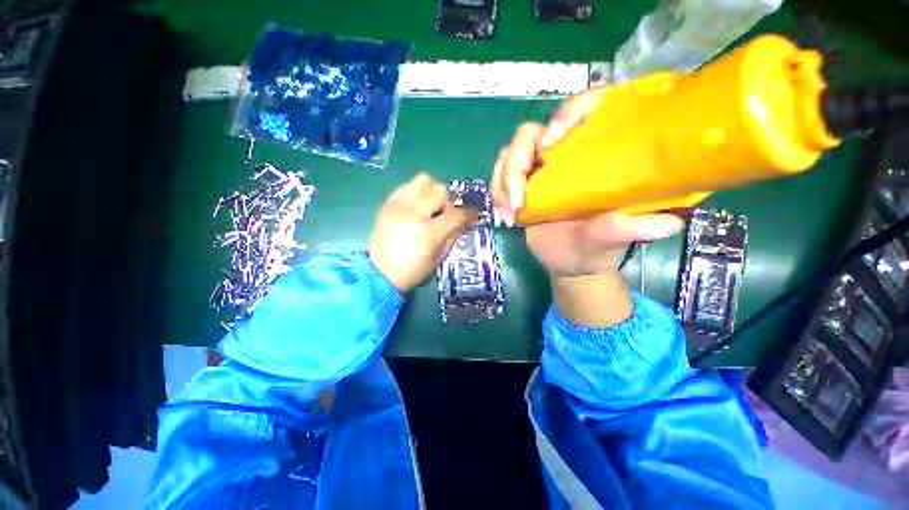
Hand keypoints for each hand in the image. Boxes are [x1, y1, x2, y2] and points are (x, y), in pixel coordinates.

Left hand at [369, 173, 477, 292]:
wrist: (380, 272)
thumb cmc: (413, 269)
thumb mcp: (439, 256)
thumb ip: (454, 234)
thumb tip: (467, 220)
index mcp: (428, 232)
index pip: (456, 213)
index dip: (470, 213)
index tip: (474, 215)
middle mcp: (413, 212)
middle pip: (440, 190)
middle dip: (448, 202)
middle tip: (445, 214)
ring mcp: (398, 204)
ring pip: (423, 180)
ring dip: (432, 192)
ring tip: (430, 207)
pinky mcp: (388, 203)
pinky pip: (407, 186)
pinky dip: (416, 193)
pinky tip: (416, 207)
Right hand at [491, 87, 684, 277]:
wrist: (570, 260)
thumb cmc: (595, 246)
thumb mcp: (612, 237)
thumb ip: (629, 228)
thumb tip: (668, 224)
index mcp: (598, 150)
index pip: (586, 107)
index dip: (567, 114)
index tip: (551, 145)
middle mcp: (566, 152)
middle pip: (532, 133)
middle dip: (517, 162)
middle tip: (518, 199)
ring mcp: (539, 167)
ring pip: (510, 153)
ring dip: (502, 182)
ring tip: (509, 213)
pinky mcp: (521, 182)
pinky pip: (500, 175)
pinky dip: (497, 193)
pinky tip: (504, 217)